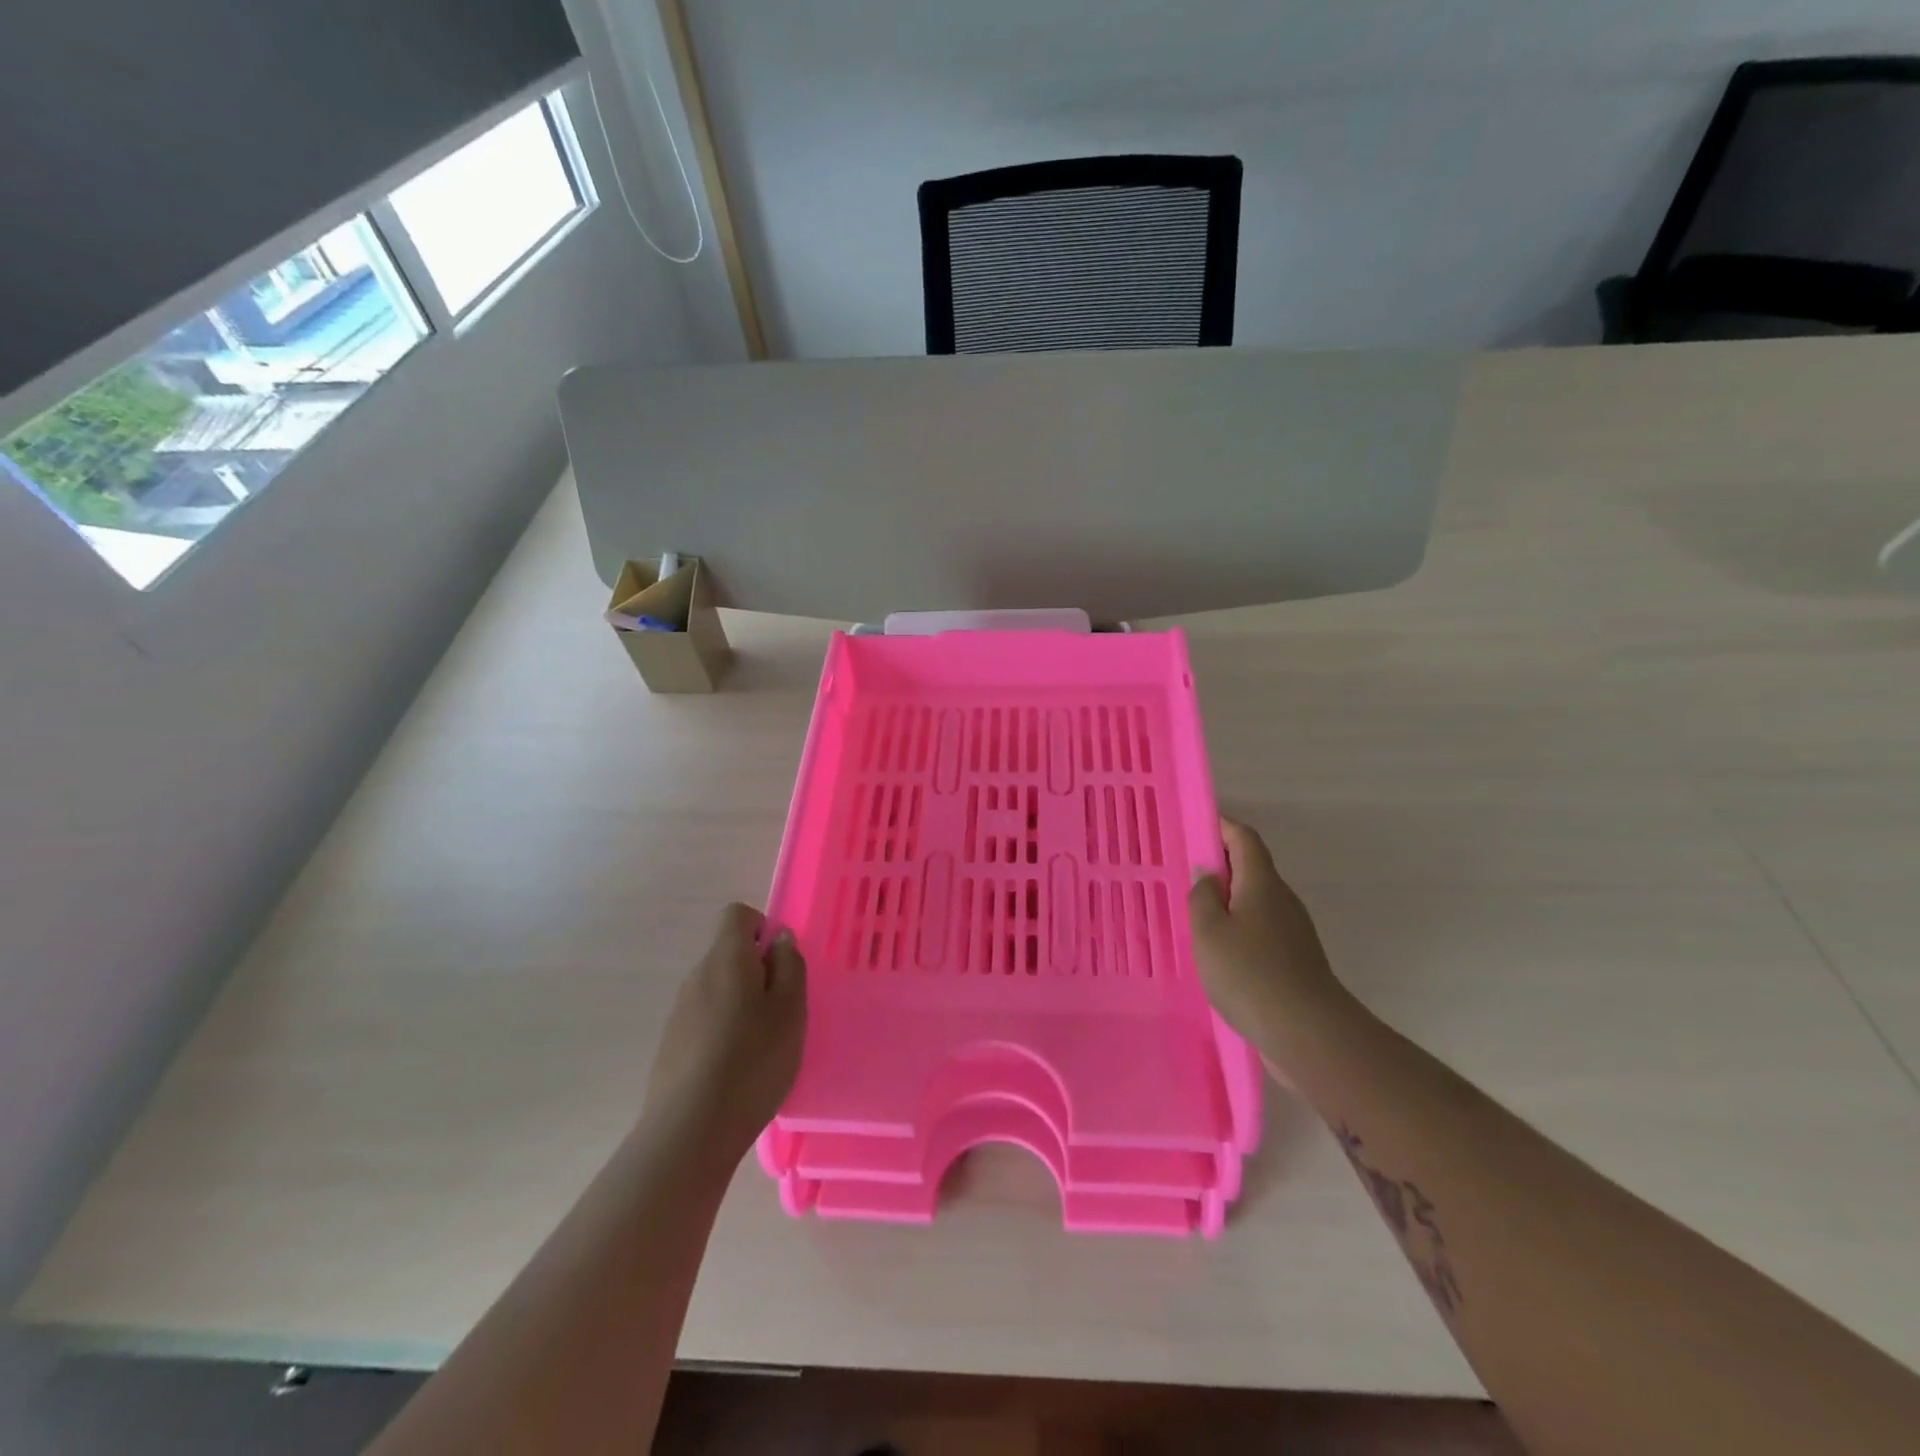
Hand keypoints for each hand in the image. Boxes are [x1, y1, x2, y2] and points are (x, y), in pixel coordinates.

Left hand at [643, 903, 806, 1166]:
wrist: (689, 1131)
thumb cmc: (752, 1061)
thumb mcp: (790, 1010)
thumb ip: (789, 966)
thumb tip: (779, 938)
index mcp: (726, 958)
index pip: (737, 915)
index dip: (762, 928)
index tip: (781, 963)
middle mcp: (696, 976)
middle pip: (728, 954)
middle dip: (757, 972)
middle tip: (782, 1010)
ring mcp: (679, 1012)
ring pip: (717, 989)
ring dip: (741, 1004)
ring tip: (763, 1045)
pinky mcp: (671, 1045)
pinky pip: (704, 1020)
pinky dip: (723, 1032)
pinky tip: (737, 1070)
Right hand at [1189, 817, 1342, 1044]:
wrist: (1309, 1034)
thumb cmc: (1250, 974)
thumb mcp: (1208, 932)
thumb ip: (1201, 897)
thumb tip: (1207, 875)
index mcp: (1262, 883)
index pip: (1244, 839)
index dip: (1221, 826)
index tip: (1195, 826)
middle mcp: (1282, 900)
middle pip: (1252, 868)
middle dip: (1220, 865)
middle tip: (1185, 875)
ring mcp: (1293, 931)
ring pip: (1256, 902)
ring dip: (1228, 901)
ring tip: (1195, 916)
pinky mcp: (1295, 960)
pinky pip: (1261, 929)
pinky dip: (1238, 929)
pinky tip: (1219, 953)